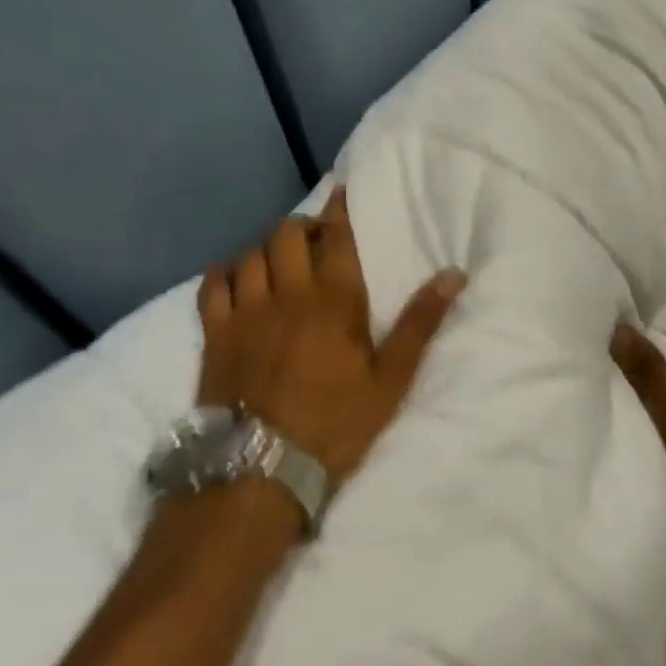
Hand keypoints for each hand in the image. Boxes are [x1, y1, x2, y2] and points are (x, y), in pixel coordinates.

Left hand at [196, 186, 465, 487]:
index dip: (339, 210)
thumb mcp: (392, 378)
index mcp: (334, 300)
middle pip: (287, 235)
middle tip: (317, 239)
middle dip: (304, 227)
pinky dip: (225, 271)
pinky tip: (237, 278)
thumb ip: (420, 323)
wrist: (261, 470)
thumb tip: (454, 274)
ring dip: (268, 247)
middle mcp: (287, 294)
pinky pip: (212, 283)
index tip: (342, 194)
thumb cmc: (336, 423)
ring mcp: (245, 312)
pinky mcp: (214, 334)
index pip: (336, 237)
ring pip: (251, 253)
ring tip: (281, 260)